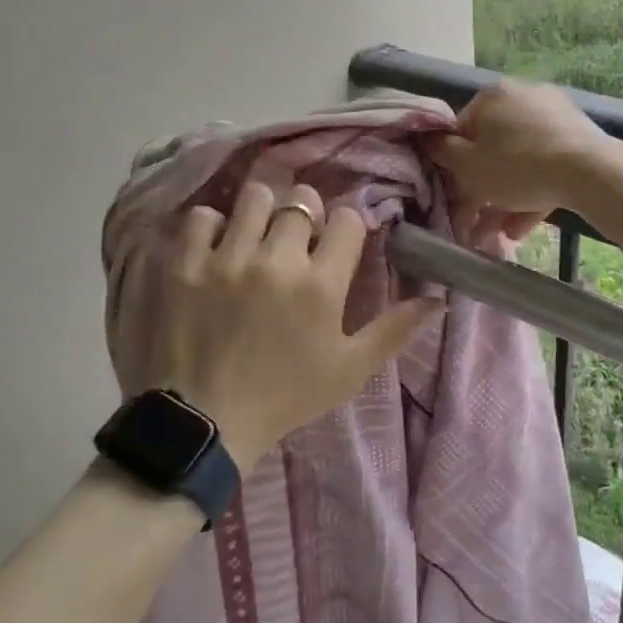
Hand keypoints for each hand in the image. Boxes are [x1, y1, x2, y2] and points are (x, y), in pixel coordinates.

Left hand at [164, 181, 443, 465]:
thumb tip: (439, 300)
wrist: (202, 425)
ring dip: (261, 212)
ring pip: (254, 197)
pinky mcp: (184, 264)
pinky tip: (214, 250)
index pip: (347, 219)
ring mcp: (227, 259)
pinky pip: (202, 217)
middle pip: (302, 200)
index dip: (346, 227)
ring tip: (255, 236)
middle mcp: (277, 261)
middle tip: (295, 239)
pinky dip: (211, 228)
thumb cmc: (284, 397)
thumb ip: (395, 330)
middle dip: (305, 215)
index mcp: (321, 286)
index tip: (336, 243)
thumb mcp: (349, 371)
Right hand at [429, 81, 613, 232]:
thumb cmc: (516, 166)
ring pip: (521, 160)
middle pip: (493, 147)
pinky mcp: (578, 135)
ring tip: (501, 233)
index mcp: (491, 96)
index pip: (461, 130)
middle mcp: (522, 96)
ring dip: (507, 197)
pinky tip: (524, 227)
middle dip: (483, 188)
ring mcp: (554, 114)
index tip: (456, 195)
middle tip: (478, 220)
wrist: (588, 171)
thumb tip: (428, 139)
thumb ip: (442, 152)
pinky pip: (546, 164)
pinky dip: (533, 192)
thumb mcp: (468, 166)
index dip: (454, 166)